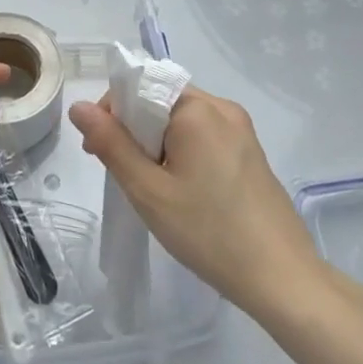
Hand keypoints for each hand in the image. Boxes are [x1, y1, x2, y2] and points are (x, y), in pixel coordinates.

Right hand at [69, 85, 321, 322]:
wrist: (282, 277)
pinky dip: (181, 152)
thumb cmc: (209, 232)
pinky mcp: (250, 151)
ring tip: (151, 187)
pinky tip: (181, 190)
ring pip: (181, 120)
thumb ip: (112, 144)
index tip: (98, 151)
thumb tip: (79, 106)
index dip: (112, 113)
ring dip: (157, 143)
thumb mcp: (149, 191)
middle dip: (133, 130)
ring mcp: (241, 129)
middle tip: (123, 174)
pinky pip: (204, 135)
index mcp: (198, 109)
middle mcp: (222, 107)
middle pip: (161, 100)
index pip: (140, 86)